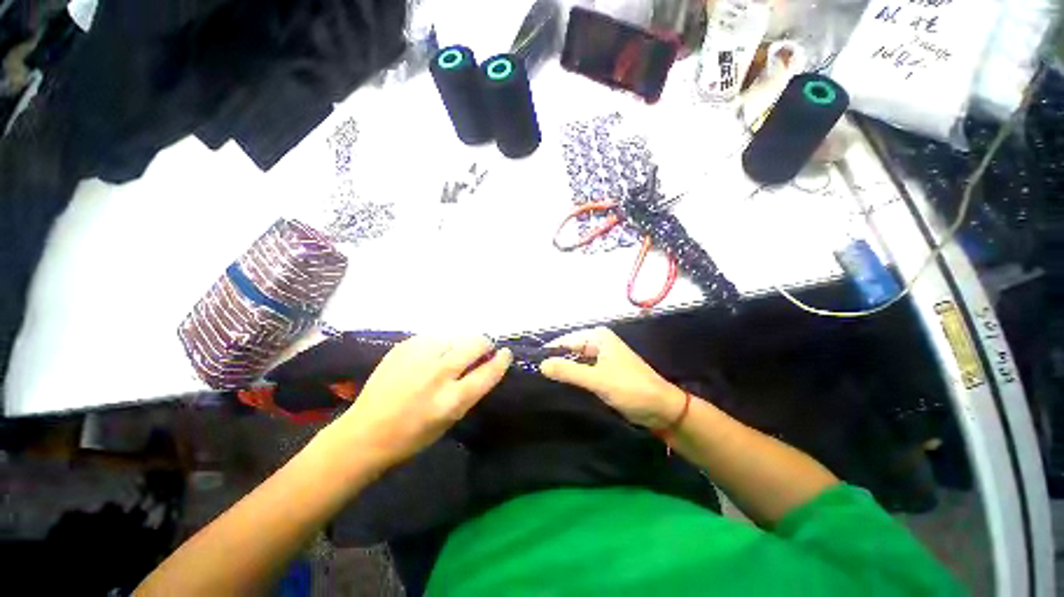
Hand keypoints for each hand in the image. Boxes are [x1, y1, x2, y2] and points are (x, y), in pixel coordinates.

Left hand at [327, 335, 510, 467]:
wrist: (364, 432)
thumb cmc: (412, 436)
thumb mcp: (450, 420)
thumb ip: (470, 390)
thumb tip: (485, 364)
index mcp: (452, 400)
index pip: (489, 371)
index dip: (502, 360)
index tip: (505, 354)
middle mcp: (438, 374)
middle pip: (475, 343)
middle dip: (485, 344)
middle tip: (482, 350)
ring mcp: (420, 357)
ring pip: (456, 336)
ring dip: (461, 344)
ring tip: (452, 355)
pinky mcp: (404, 346)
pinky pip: (434, 337)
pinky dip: (440, 344)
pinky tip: (430, 357)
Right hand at [540, 327, 684, 428]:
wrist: (661, 408)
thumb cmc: (630, 388)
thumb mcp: (597, 379)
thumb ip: (568, 371)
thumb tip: (541, 364)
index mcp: (598, 337)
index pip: (565, 340)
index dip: (549, 352)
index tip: (531, 365)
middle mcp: (598, 343)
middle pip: (569, 350)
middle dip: (556, 362)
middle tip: (536, 377)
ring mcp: (601, 358)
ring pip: (575, 362)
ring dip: (564, 371)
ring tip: (543, 382)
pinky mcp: (604, 372)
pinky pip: (583, 371)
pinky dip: (573, 378)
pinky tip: (561, 387)